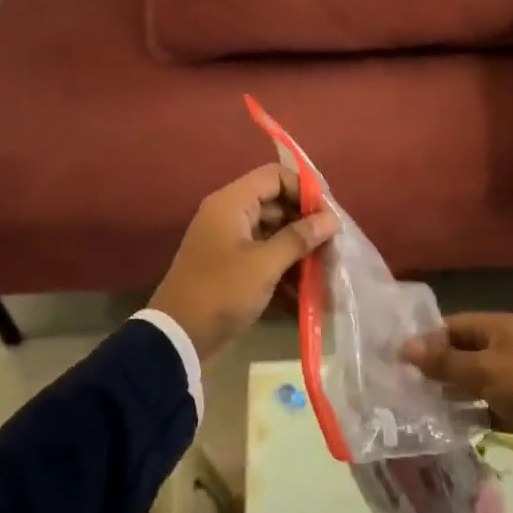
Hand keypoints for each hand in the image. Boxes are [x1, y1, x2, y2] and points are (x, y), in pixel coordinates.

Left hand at [147, 165, 338, 362]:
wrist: (178, 336)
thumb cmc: (221, 291)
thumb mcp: (264, 265)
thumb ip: (299, 238)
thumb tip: (331, 219)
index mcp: (232, 203)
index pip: (275, 177)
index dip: (305, 189)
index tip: (329, 215)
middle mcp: (230, 215)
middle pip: (277, 205)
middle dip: (307, 225)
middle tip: (334, 246)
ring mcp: (231, 241)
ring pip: (274, 233)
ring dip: (300, 250)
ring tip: (327, 271)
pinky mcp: (233, 266)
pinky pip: (266, 256)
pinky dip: (286, 269)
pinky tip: (309, 291)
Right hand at [402, 313, 512, 485]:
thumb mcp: (485, 371)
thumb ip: (445, 361)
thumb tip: (405, 348)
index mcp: (498, 328)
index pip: (451, 326)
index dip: (425, 340)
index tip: (396, 358)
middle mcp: (503, 348)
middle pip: (459, 352)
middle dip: (432, 367)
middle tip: (399, 383)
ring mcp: (509, 379)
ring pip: (468, 380)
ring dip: (445, 390)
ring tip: (413, 404)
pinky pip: (481, 405)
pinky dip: (464, 412)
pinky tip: (440, 423)